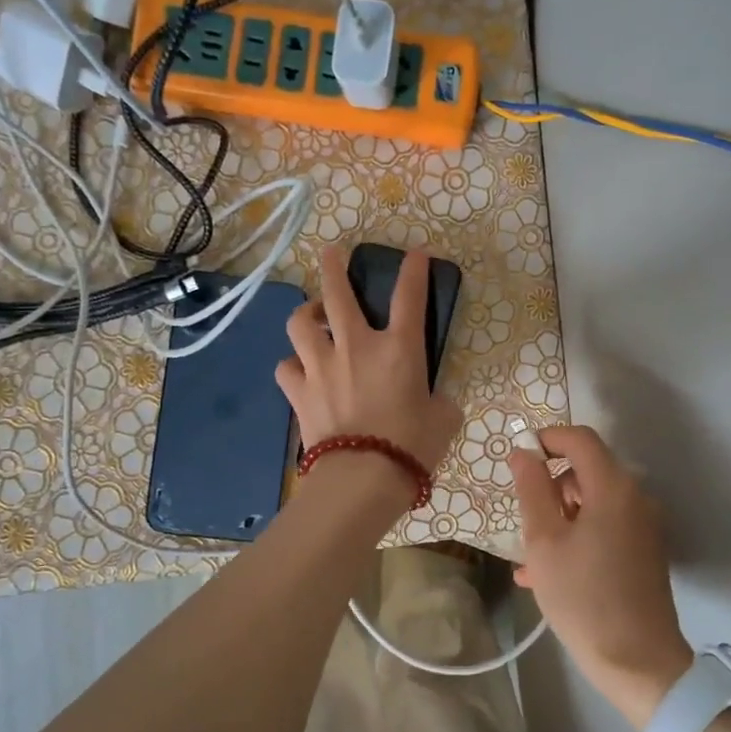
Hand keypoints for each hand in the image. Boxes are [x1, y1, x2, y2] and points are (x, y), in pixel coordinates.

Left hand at [277, 246, 462, 489]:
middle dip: (333, 267)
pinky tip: (301, 370)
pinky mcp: (299, 391)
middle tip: (331, 253)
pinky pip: (286, 367)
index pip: (409, 296)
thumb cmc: (413, 446)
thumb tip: (434, 399)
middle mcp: (356, 346)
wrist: (363, 478)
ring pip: (300, 322)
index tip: (416, 254)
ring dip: (306, 314)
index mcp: (399, 348)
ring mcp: (321, 366)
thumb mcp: (444, 419)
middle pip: (337, 293)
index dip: (414, 270)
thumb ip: (438, 400)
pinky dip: (293, 364)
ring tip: (312, 317)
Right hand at [510, 425, 692, 727]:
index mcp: (613, 487)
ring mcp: (644, 526)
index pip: (579, 439)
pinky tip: (548, 573)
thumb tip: (522, 453)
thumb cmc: (584, 598)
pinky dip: (577, 537)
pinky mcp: (645, 551)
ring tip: (529, 559)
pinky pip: (605, 527)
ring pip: (593, 502)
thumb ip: (531, 490)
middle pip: (587, 470)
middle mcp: (635, 497)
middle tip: (523, 519)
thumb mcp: (544, 543)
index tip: (518, 460)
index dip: (546, 439)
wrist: (639, 664)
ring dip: (559, 517)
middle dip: (550, 487)